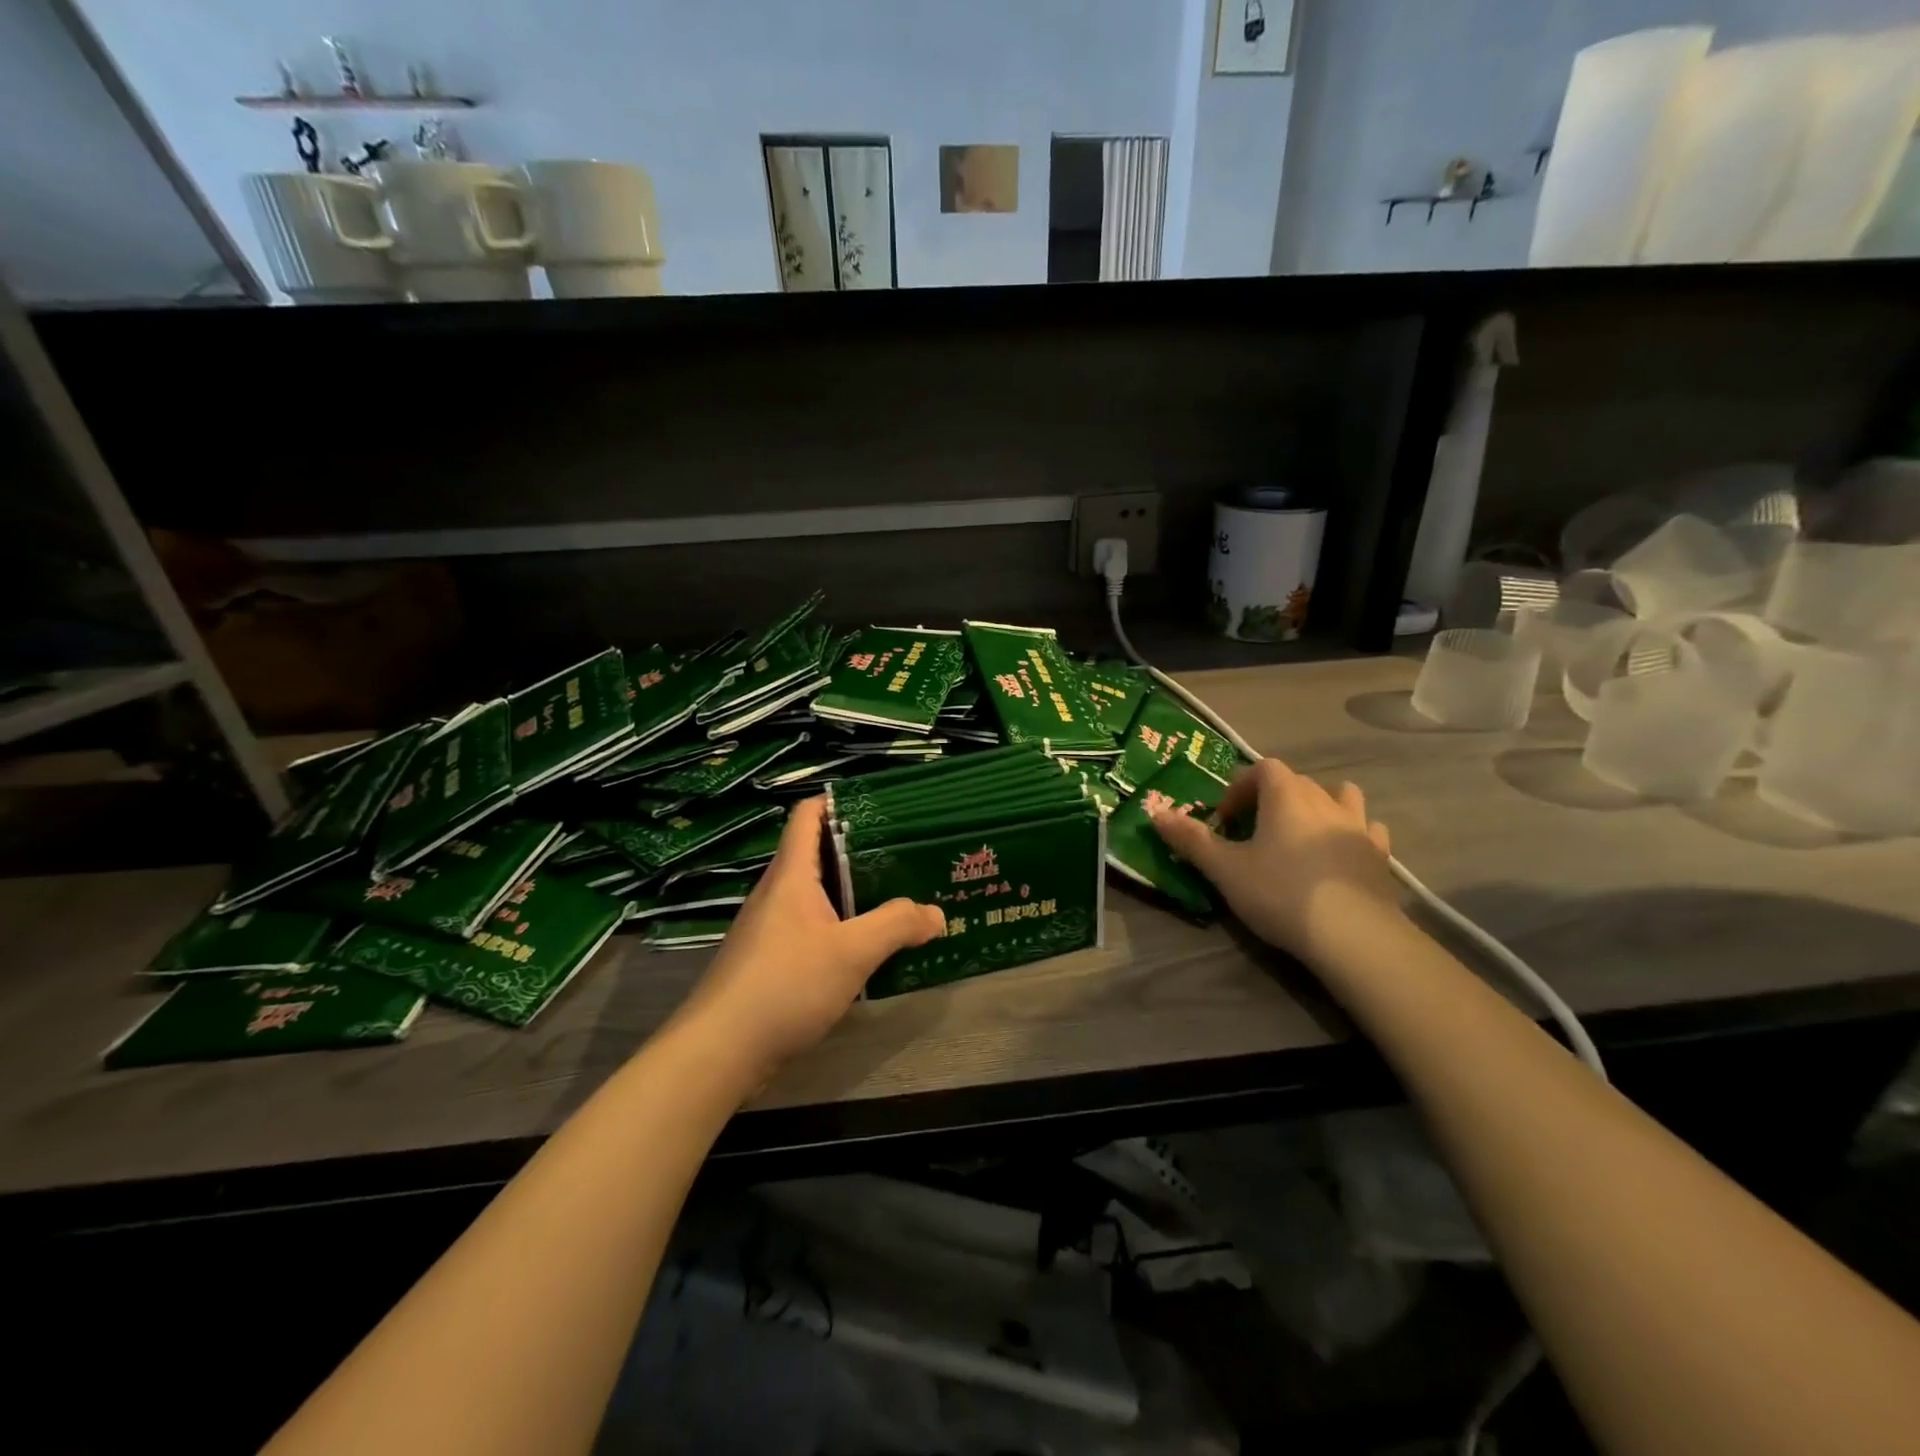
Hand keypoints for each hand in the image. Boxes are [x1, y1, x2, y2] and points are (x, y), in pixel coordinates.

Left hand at [674, 796, 943, 1080]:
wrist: (720, 1050)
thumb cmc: (785, 984)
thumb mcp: (852, 952)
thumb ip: (897, 925)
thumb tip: (936, 913)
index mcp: (791, 874)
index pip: (808, 814)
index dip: (839, 801)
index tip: (883, 806)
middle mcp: (777, 892)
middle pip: (818, 853)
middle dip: (862, 851)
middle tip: (907, 855)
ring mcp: (770, 927)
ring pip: (818, 894)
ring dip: (855, 893)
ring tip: (899, 898)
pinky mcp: (771, 960)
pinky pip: (813, 927)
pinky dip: (842, 927)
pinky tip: (869, 947)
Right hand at [1151, 757, 1400, 965]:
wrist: (1352, 934)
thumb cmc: (1280, 892)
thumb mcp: (1225, 868)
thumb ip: (1191, 839)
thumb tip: (1156, 813)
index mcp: (1285, 795)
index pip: (1262, 768)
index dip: (1240, 788)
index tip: (1226, 819)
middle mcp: (1324, 799)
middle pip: (1296, 781)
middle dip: (1271, 798)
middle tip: (1253, 831)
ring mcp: (1357, 825)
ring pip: (1341, 796)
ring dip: (1320, 805)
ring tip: (1302, 833)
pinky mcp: (1380, 854)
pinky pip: (1368, 829)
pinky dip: (1352, 833)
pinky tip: (1340, 853)